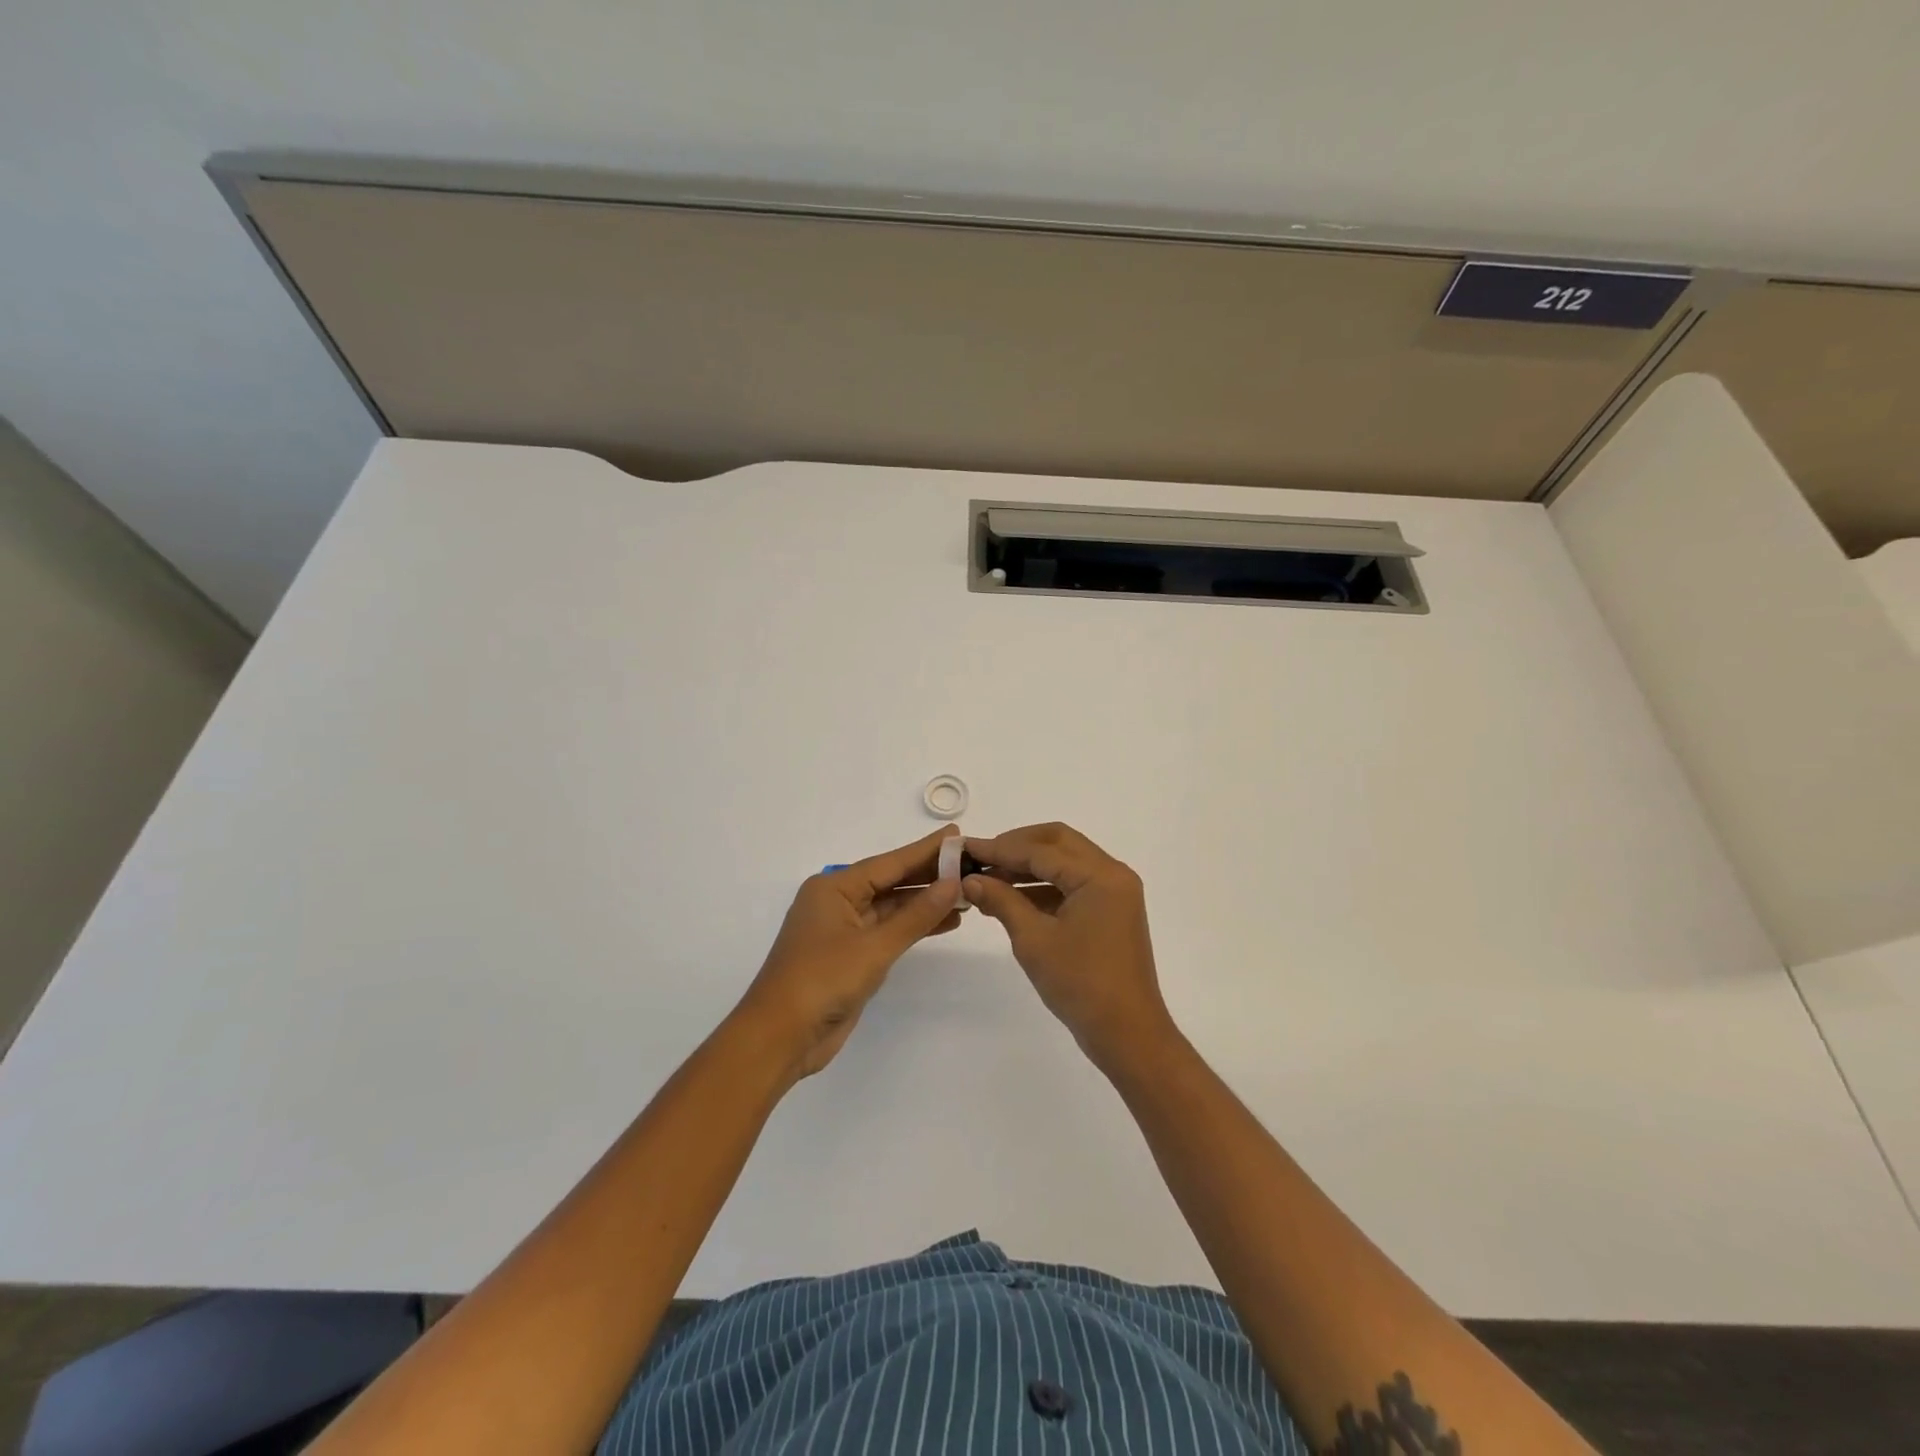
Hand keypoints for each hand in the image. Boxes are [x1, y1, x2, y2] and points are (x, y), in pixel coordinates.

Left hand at [736, 828, 963, 1081]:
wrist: (781, 1037)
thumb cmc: (822, 981)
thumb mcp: (874, 946)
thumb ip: (916, 916)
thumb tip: (952, 884)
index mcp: (834, 887)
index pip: (889, 862)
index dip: (926, 850)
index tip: (958, 835)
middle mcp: (838, 901)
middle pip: (891, 881)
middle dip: (929, 875)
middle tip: (971, 864)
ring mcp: (844, 929)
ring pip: (892, 907)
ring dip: (926, 902)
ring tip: (967, 893)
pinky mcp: (851, 955)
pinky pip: (888, 930)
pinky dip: (914, 926)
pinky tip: (945, 922)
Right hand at [961, 823, 1175, 1069]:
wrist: (1127, 1034)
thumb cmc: (1081, 985)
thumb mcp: (1034, 940)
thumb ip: (1002, 901)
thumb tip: (969, 880)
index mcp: (1100, 875)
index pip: (1041, 850)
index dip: (1000, 848)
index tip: (965, 849)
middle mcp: (1112, 874)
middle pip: (1058, 843)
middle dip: (1017, 846)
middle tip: (981, 857)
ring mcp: (1114, 893)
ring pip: (1065, 862)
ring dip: (1028, 867)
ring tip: (988, 880)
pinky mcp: (1110, 911)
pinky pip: (1073, 885)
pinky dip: (1043, 887)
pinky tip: (1011, 900)